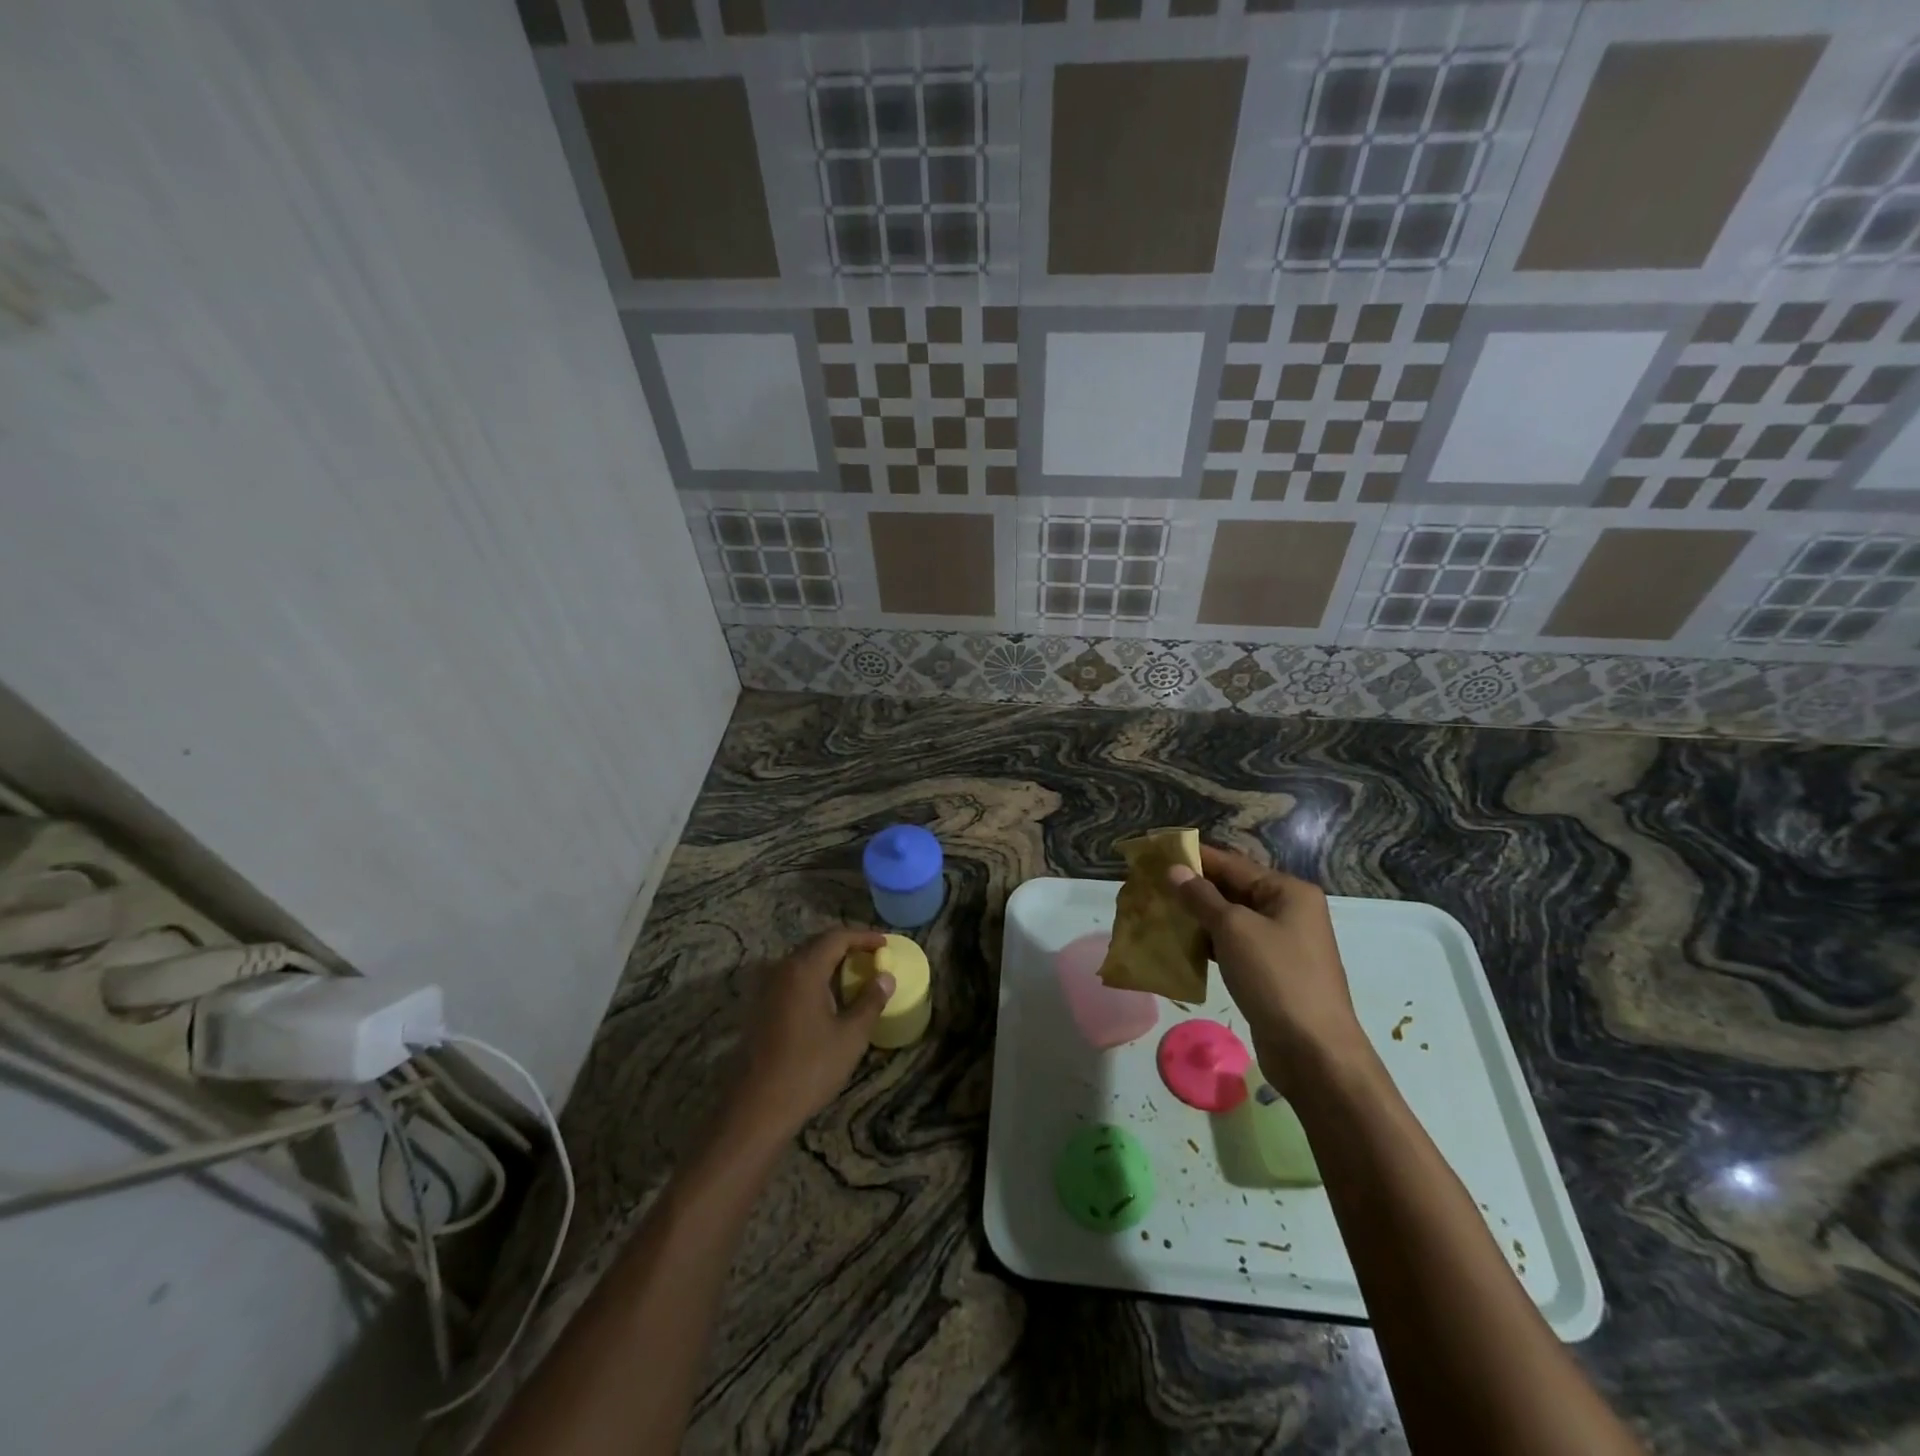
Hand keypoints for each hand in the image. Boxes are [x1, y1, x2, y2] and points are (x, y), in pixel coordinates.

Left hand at [721, 928, 892, 1148]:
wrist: (758, 1106)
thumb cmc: (809, 1068)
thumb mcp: (851, 1036)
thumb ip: (871, 1001)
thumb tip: (886, 977)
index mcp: (804, 969)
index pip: (837, 937)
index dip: (863, 936)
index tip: (885, 944)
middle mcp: (782, 969)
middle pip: (817, 944)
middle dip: (846, 946)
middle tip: (872, 957)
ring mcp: (766, 987)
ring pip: (802, 961)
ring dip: (829, 962)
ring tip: (854, 974)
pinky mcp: (760, 1005)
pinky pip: (791, 978)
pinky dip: (813, 978)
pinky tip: (828, 996)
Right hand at [1167, 846, 1368, 1093]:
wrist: (1314, 1051)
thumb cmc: (1276, 977)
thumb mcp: (1234, 929)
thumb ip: (1201, 897)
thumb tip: (1174, 870)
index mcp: (1288, 891)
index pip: (1233, 864)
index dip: (1196, 857)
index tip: (1159, 851)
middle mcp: (1289, 912)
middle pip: (1233, 890)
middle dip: (1194, 888)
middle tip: (1152, 883)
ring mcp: (1282, 944)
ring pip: (1232, 920)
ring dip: (1198, 917)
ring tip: (1159, 911)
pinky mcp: (1272, 972)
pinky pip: (1234, 946)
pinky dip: (1209, 943)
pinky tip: (1181, 945)